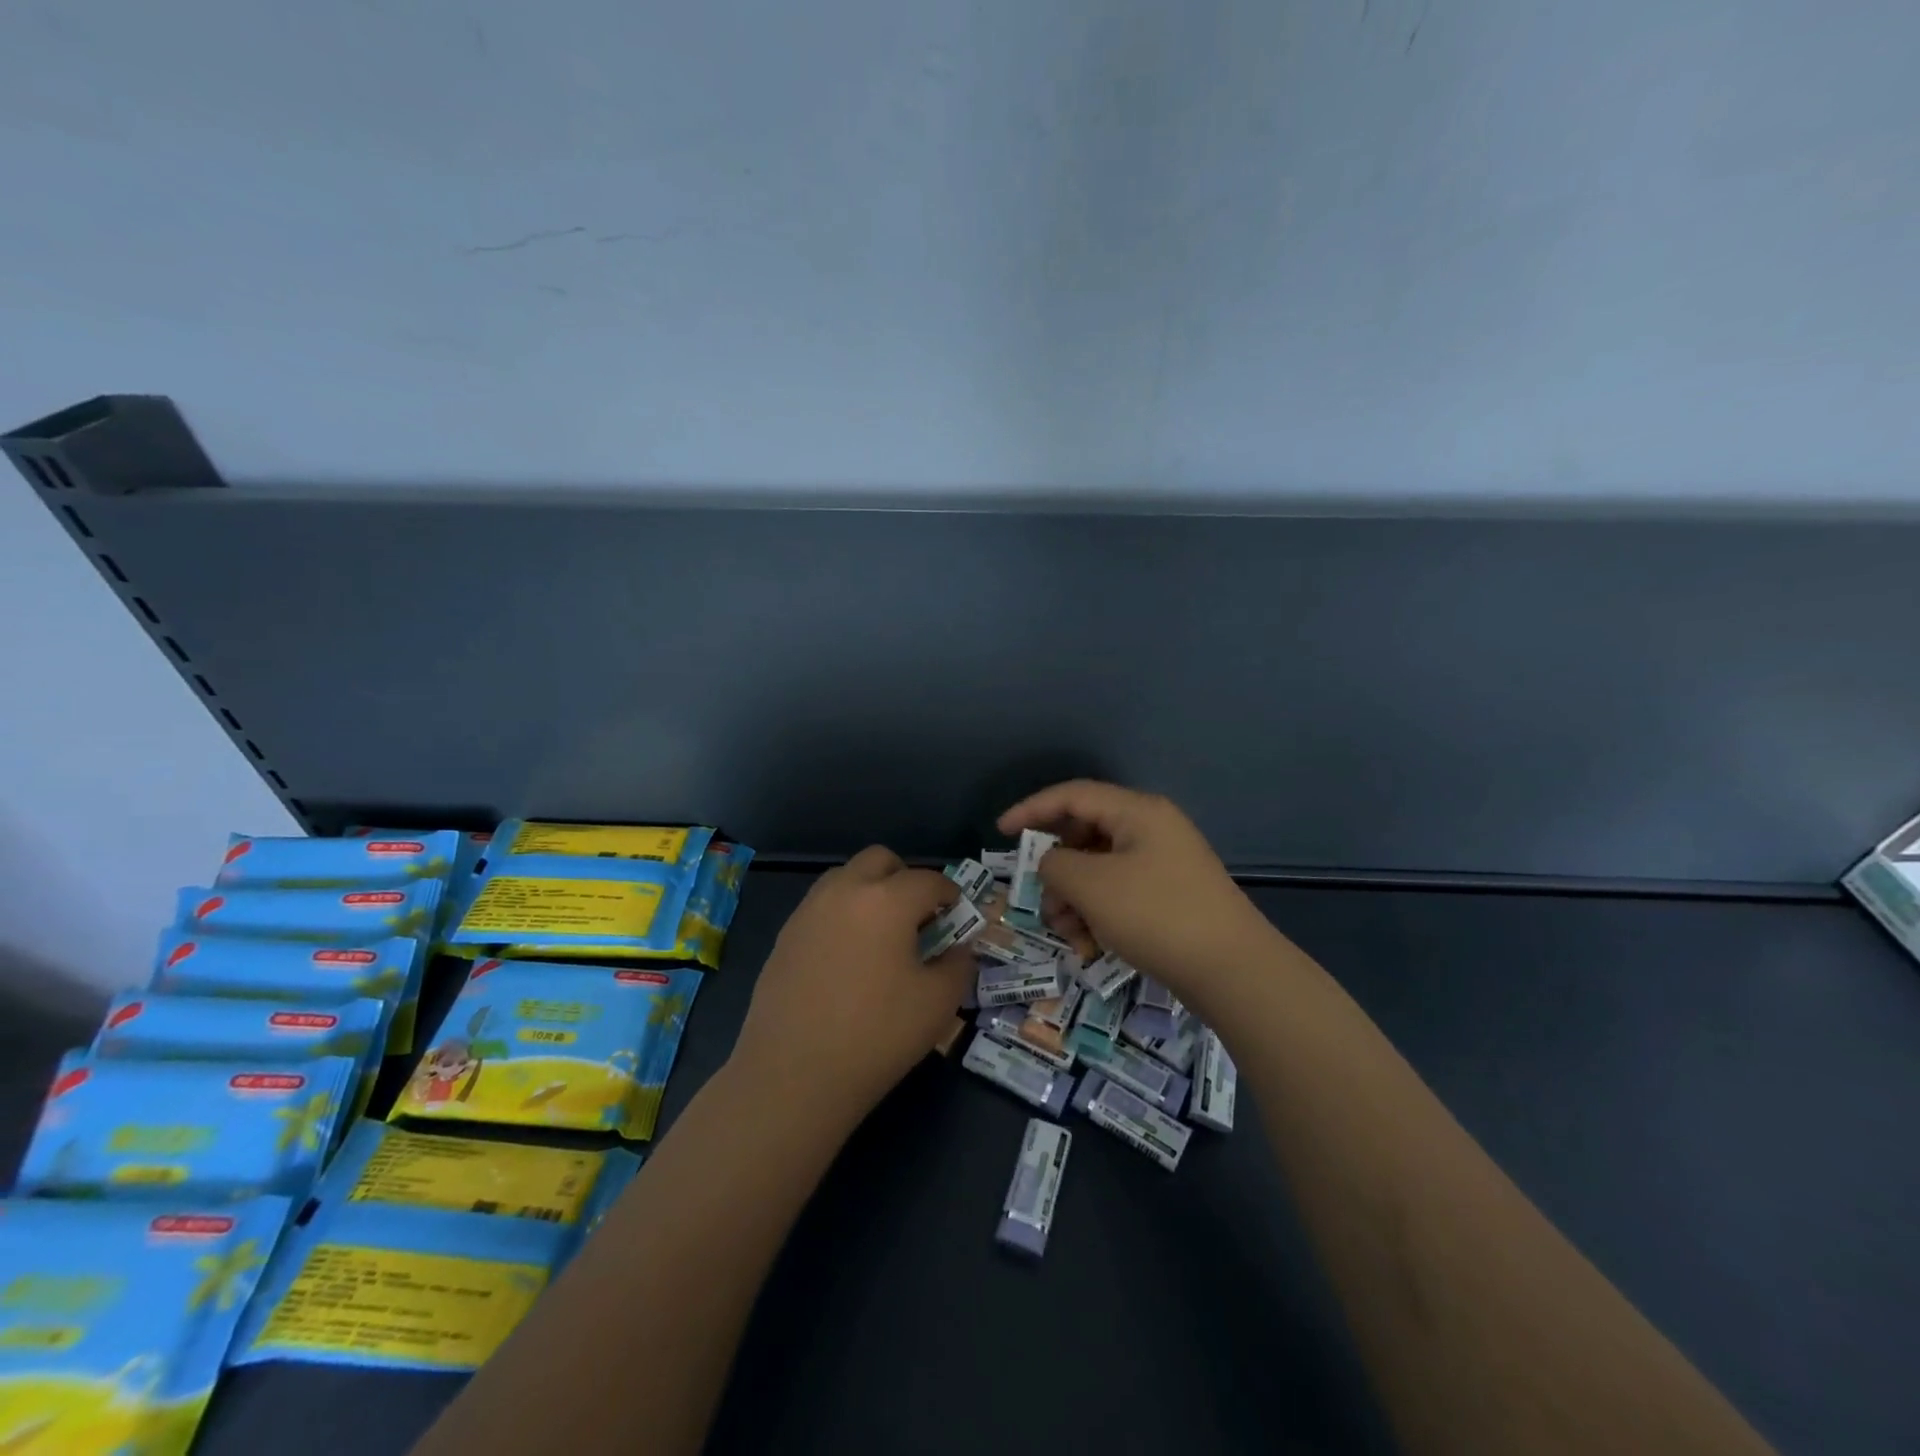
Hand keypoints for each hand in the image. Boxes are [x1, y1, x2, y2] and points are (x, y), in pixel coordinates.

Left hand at [726, 846, 974, 1132]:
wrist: (793, 1075)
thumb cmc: (877, 1035)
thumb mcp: (938, 1003)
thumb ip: (958, 964)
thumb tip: (959, 947)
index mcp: (887, 900)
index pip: (929, 880)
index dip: (950, 895)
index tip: (958, 916)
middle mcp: (845, 891)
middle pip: (880, 860)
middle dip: (905, 878)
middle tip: (918, 917)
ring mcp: (809, 910)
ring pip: (846, 877)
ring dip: (870, 891)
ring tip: (882, 935)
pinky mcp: (785, 935)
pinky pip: (822, 905)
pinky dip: (843, 914)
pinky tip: (849, 957)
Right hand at [998, 780, 1276, 1004]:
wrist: (1232, 970)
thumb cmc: (1156, 914)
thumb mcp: (1092, 885)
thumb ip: (1055, 864)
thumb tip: (1051, 863)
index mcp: (1137, 811)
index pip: (1073, 795)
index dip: (1032, 809)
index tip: (1001, 832)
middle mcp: (1151, 829)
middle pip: (1085, 833)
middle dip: (1056, 867)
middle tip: (1041, 896)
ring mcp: (1163, 864)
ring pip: (1099, 868)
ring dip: (1074, 896)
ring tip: (1067, 931)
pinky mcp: (1169, 896)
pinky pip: (1119, 892)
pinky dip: (1098, 912)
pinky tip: (1090, 944)